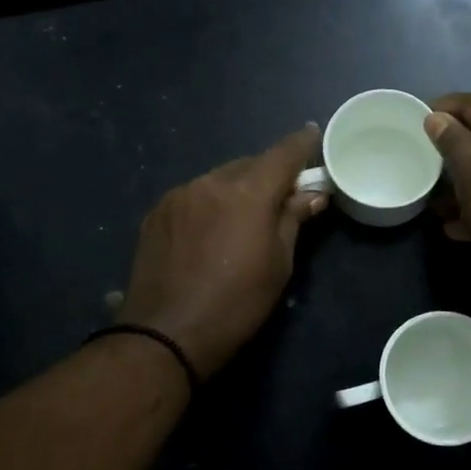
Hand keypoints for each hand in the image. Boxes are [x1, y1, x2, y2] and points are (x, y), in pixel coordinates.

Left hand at [117, 127, 327, 376]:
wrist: (166, 334)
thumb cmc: (237, 304)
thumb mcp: (279, 264)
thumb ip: (293, 219)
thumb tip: (313, 194)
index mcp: (248, 192)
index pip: (283, 154)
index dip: (302, 143)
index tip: (313, 135)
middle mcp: (211, 182)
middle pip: (249, 164)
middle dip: (268, 174)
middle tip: (283, 195)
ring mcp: (179, 195)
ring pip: (219, 179)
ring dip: (236, 189)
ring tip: (244, 218)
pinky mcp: (156, 213)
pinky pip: (194, 196)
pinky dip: (209, 203)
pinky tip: (211, 231)